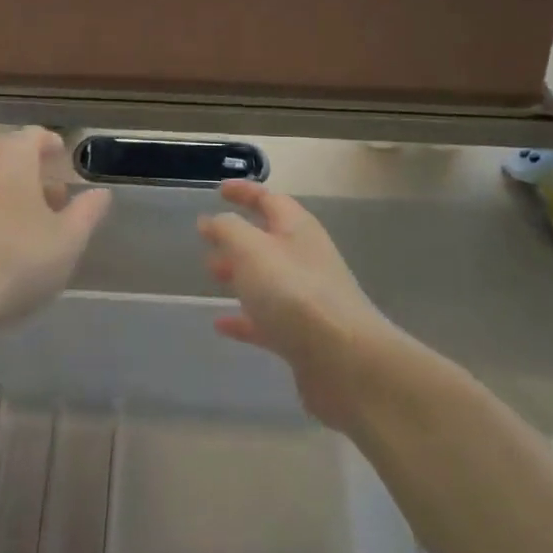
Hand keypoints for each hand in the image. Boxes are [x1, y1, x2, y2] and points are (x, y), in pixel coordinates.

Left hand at [0, 128, 110, 336]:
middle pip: (8, 159)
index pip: (33, 135)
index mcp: (10, 158)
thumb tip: (100, 192)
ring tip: (29, 230)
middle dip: (33, 176)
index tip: (63, 158)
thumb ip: (87, 213)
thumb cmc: (12, 261)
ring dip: (9, 199)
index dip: (51, 145)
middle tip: (55, 201)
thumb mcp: (66, 241)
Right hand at [200, 181, 392, 428]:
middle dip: (237, 236)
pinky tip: (221, 325)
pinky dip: (244, 318)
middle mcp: (305, 259)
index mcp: (298, 229)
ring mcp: (307, 299)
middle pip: (268, 239)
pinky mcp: (303, 337)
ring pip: (267, 279)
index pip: (269, 199)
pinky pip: (267, 320)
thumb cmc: (293, 293)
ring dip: (239, 273)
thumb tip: (214, 220)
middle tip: (207, 239)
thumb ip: (228, 229)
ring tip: (211, 273)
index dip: (244, 192)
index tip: (220, 190)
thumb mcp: (251, 249)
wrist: (345, 362)